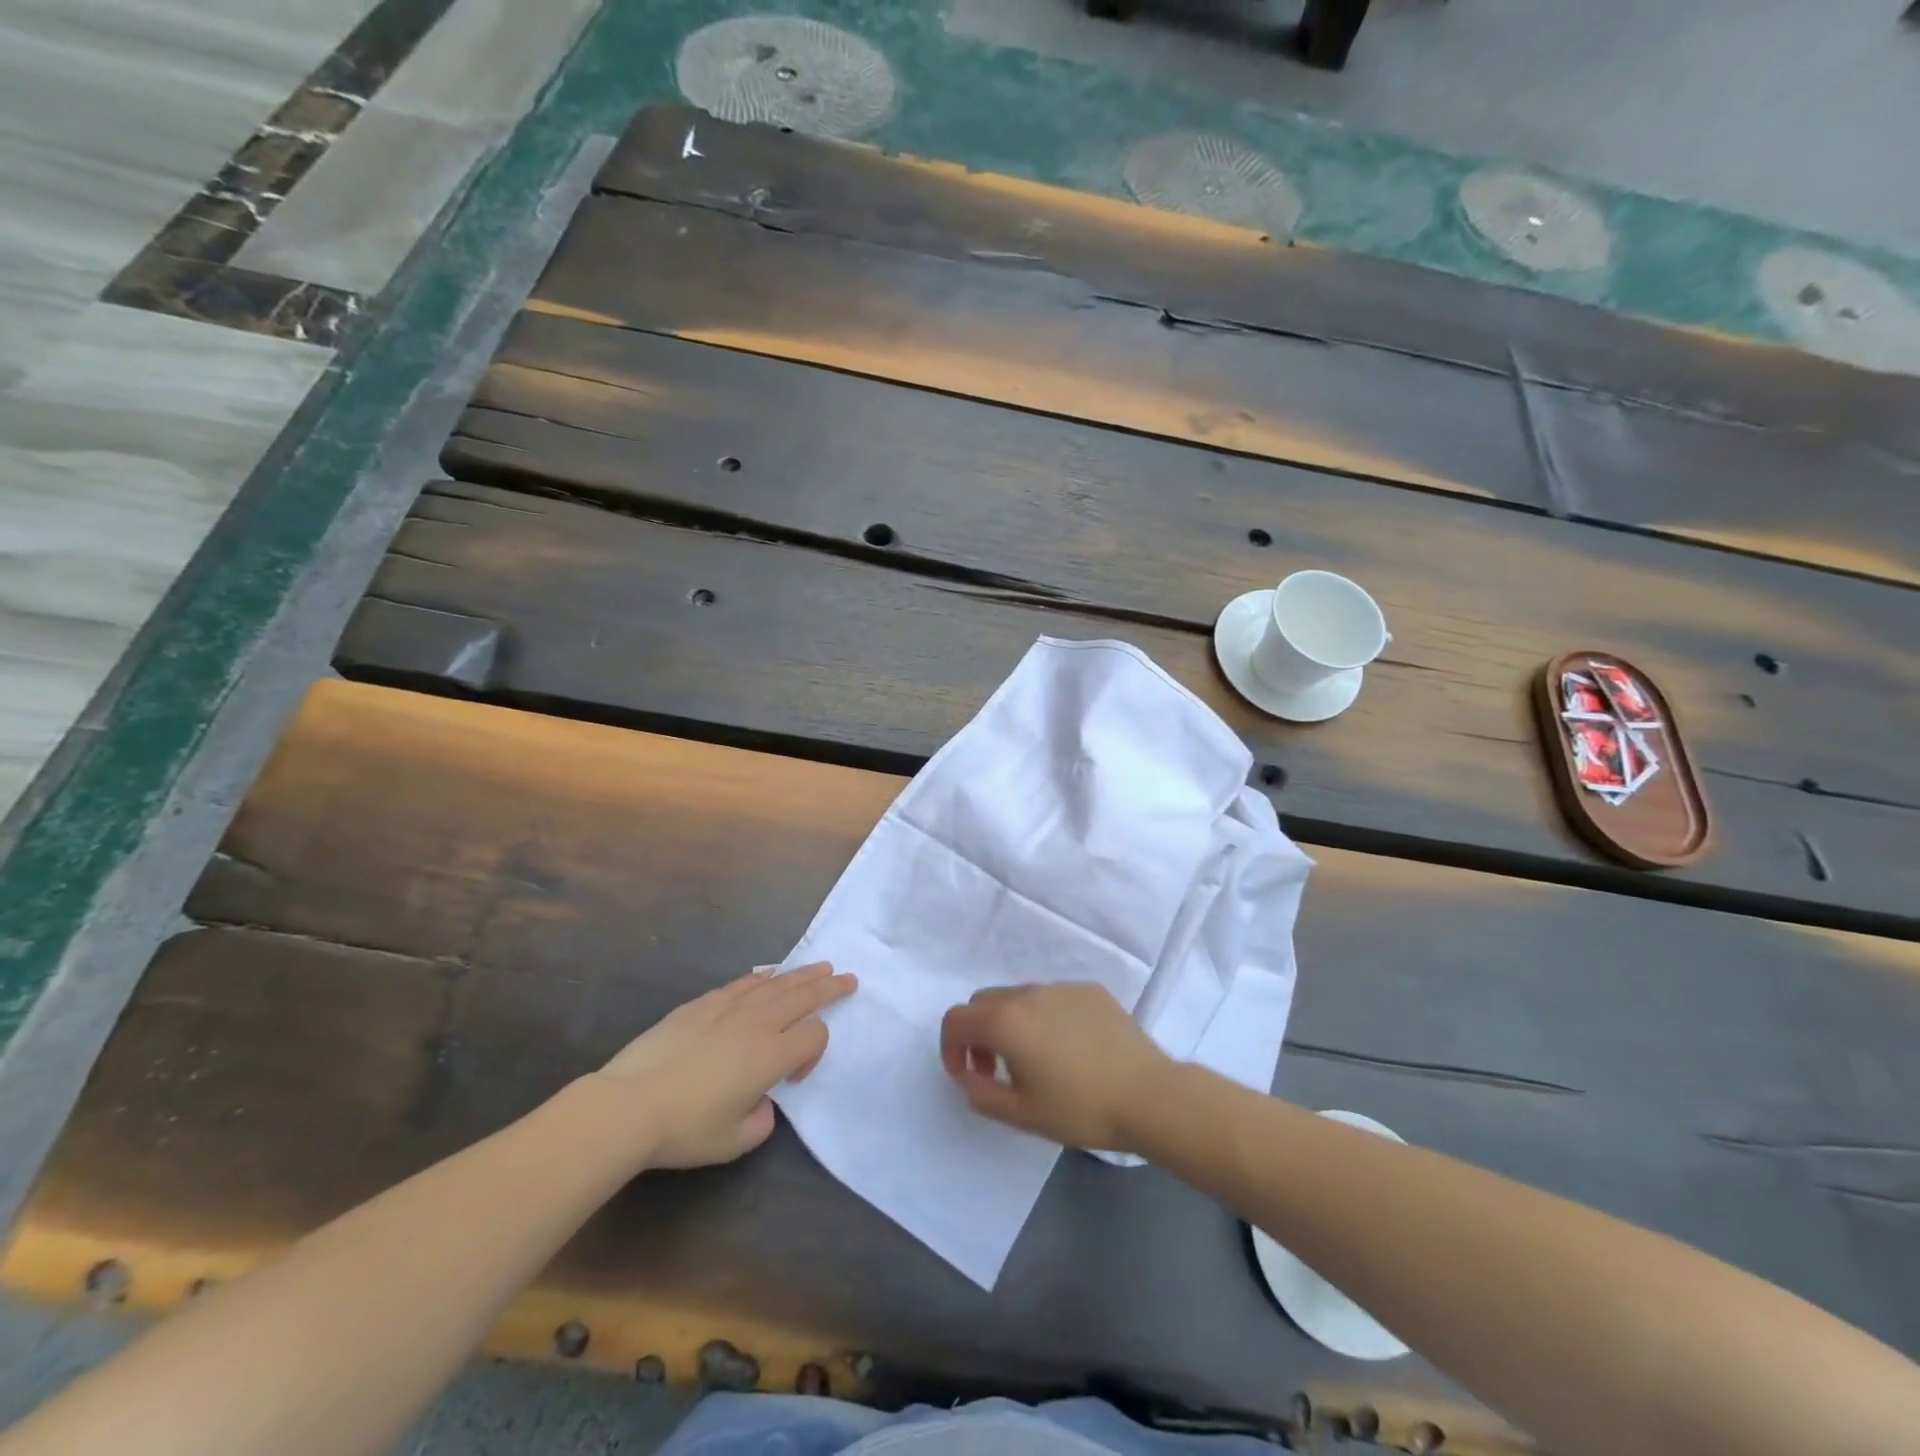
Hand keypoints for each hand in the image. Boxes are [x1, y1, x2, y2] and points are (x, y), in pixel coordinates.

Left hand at [593, 963, 856, 1167]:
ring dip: (802, 974)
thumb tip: (760, 1100)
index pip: (814, 1035)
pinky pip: (743, 983)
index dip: (816, 1052)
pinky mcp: (702, 1004)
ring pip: (776, 983)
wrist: (628, 1105)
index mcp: (772, 1056)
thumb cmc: (685, 1128)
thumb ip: (763, 1119)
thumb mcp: (735, 1141)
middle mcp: (757, 1023)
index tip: (793, 1079)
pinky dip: (763, 977)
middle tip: (848, 978)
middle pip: (804, 996)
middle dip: (829, 987)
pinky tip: (770, 975)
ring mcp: (728, 1008)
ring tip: (820, 967)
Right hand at [940, 984, 1173, 1150]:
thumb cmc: (1080, 1109)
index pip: (956, 1020)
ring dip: (1012, 1024)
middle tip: (996, 1070)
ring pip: (1020, 997)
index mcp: (1006, 1021)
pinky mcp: (1090, 990)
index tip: (967, 1076)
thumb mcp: (1021, 1114)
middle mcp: (1028, 994)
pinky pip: (1053, 998)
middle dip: (978, 1033)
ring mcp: (1062, 987)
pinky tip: (1072, 1049)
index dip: (950, 1048)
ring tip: (1036, 1061)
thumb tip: (970, 1076)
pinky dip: (1046, 1018)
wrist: (1149, 1095)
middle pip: (984, 1002)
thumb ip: (981, 1094)